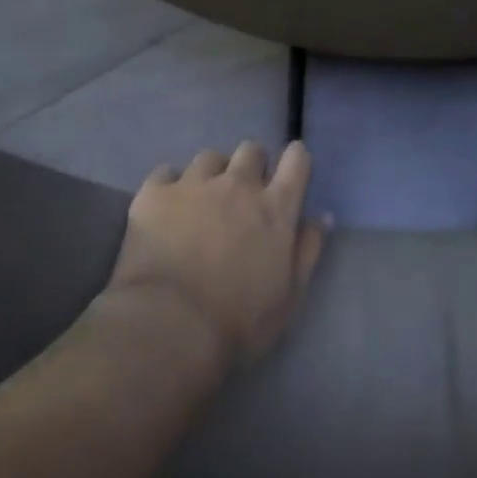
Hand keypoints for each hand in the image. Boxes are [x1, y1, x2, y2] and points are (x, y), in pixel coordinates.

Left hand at [108, 140, 332, 367]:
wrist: (169, 327)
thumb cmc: (238, 322)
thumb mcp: (289, 297)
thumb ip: (307, 251)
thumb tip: (321, 216)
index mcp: (275, 209)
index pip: (296, 161)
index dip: (296, 159)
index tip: (290, 169)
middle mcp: (238, 185)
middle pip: (251, 150)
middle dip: (251, 164)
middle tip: (243, 192)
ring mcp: (194, 185)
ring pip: (209, 157)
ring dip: (212, 173)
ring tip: (201, 199)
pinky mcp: (154, 193)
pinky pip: (165, 172)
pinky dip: (170, 184)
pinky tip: (166, 206)